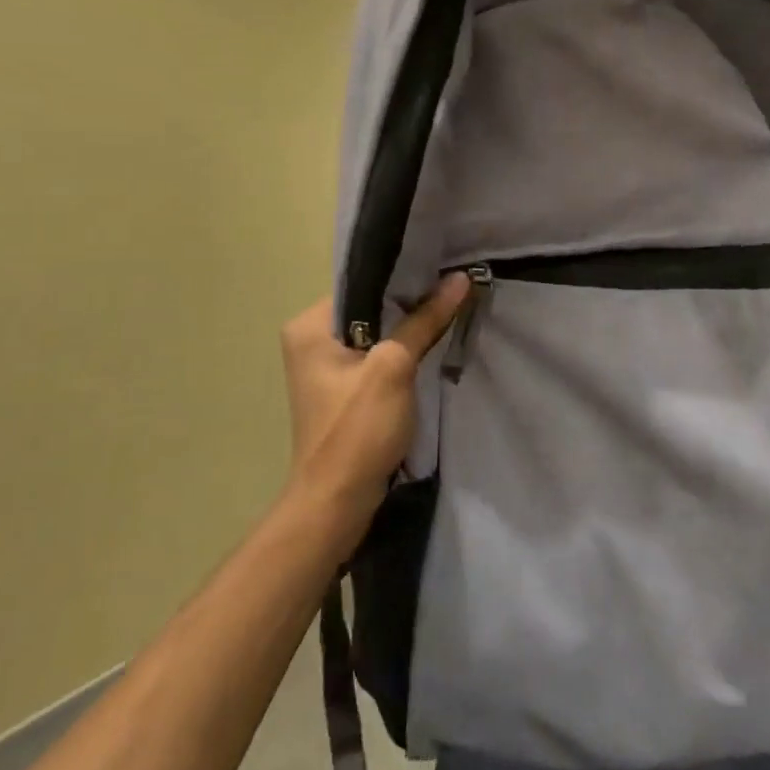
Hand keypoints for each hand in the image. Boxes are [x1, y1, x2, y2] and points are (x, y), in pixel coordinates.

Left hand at [278, 274, 470, 554]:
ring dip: (409, 327)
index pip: (361, 282)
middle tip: (452, 284)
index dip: (403, 275)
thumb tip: (460, 279)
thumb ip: (425, 320)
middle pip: (369, 306)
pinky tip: (432, 342)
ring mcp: (325, 366)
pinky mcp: (342, 389)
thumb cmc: (357, 429)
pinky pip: (376, 355)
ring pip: (376, 332)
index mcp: (310, 326)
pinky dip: (402, 351)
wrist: (337, 502)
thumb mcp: (395, 367)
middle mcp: (311, 339)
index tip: (442, 267)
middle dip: (410, 300)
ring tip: (449, 306)